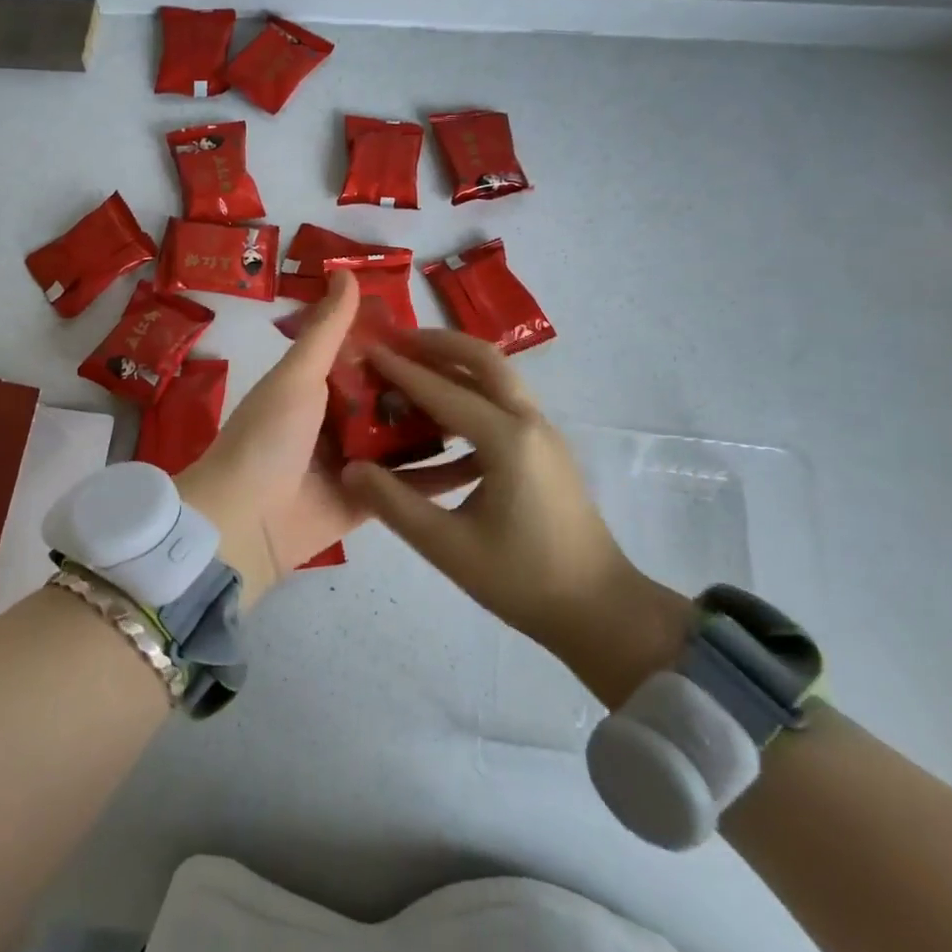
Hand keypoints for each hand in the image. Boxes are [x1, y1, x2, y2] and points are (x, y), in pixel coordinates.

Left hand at [178, 272, 477, 606]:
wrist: (244, 522)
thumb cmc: (269, 437)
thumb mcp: (297, 375)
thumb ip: (327, 329)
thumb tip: (346, 271)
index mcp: (318, 385)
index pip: (370, 356)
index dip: (404, 345)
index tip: (449, 337)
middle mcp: (340, 419)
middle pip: (394, 396)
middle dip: (432, 386)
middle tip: (487, 378)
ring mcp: (359, 462)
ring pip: (407, 437)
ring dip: (443, 426)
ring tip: (498, 412)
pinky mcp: (374, 501)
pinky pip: (412, 484)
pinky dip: (442, 474)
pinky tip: (486, 461)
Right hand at [343, 330, 690, 706]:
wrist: (601, 610)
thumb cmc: (524, 580)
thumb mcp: (448, 547)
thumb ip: (394, 504)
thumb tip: (350, 469)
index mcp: (507, 440)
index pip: (443, 391)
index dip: (401, 368)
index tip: (367, 347)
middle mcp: (528, 422)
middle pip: (483, 359)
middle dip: (437, 343)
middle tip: (395, 340)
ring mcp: (543, 433)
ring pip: (497, 377)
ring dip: (455, 364)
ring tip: (413, 367)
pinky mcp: (546, 448)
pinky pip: (504, 402)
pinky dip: (470, 393)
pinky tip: (441, 421)